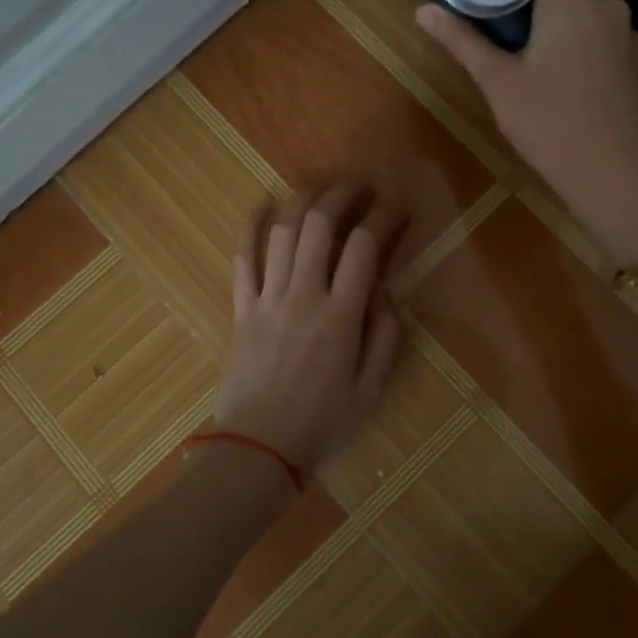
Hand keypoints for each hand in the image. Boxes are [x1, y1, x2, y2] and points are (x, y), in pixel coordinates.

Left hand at [213, 187, 404, 474]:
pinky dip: (251, 226)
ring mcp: (267, 298)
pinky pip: (243, 258)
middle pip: (319, 226)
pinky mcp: (241, 307)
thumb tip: (385, 291)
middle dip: (341, 196)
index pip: (364, 248)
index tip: (395, 208)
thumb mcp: (371, 389)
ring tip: (320, 189)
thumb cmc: (321, 423)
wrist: (257, 449)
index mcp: (340, 317)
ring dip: (302, 201)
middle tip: (357, 189)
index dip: (383, 219)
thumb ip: (385, 336)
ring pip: (282, 232)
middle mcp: (303, 296)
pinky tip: (263, 204)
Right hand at [416, 0, 637, 259]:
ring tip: (530, 59)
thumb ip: (463, 41)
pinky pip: (604, 43)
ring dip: (559, 28)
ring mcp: (629, 37)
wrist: (618, 176)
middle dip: (534, 0)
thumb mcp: (498, 83)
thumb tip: (422, 11)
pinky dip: (583, 51)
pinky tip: (567, 85)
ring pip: (585, 17)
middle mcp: (607, 6)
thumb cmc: (550, 124)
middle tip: (499, 24)